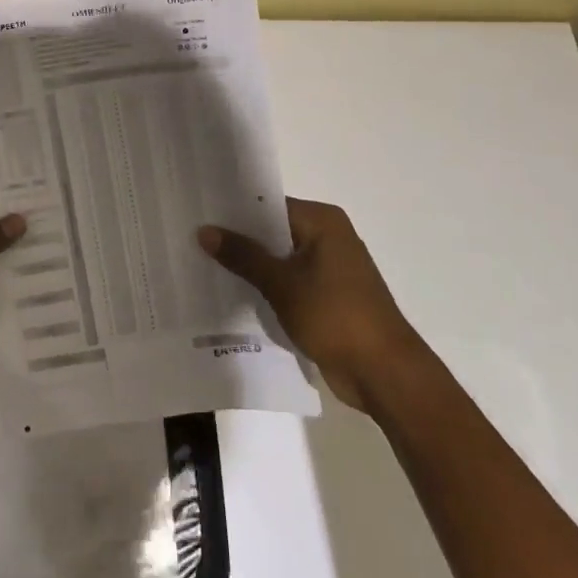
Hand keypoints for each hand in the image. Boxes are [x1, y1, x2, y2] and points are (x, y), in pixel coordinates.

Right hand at [199, 198, 420, 413]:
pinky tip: (234, 293)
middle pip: (273, 231)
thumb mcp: (281, 283)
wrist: (383, 372)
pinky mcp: (328, 296)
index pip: (268, 204)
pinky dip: (267, 286)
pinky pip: (289, 281)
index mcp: (322, 222)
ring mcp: (330, 268)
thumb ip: (243, 255)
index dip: (234, 211)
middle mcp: (328, 237)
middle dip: (238, 240)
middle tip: (193, 240)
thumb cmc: (335, 316)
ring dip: (251, 266)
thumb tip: (204, 230)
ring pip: (279, 258)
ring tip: (204, 265)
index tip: (199, 215)